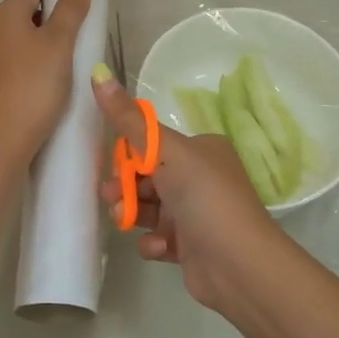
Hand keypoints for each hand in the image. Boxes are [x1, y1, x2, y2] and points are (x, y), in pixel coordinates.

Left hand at [0, 0, 93, 164]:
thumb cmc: (32, 87)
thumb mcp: (59, 45)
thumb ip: (72, 8)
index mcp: (2, 14)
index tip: (85, 11)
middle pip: (28, 12)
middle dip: (56, 21)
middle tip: (82, 40)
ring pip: (22, 39)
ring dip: (46, 45)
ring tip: (71, 63)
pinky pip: (16, 61)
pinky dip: (34, 64)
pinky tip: (51, 83)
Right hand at [94, 73, 286, 313]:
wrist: (239, 265)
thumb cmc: (205, 198)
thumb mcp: (166, 152)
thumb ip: (129, 120)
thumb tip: (98, 72)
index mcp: (201, 149)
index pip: (152, 144)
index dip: (127, 156)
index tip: (112, 167)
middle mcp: (201, 177)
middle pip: (146, 176)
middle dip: (125, 188)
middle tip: (113, 198)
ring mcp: (196, 213)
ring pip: (149, 208)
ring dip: (133, 214)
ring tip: (126, 223)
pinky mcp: (190, 246)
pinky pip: (159, 238)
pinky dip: (153, 242)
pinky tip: (159, 248)